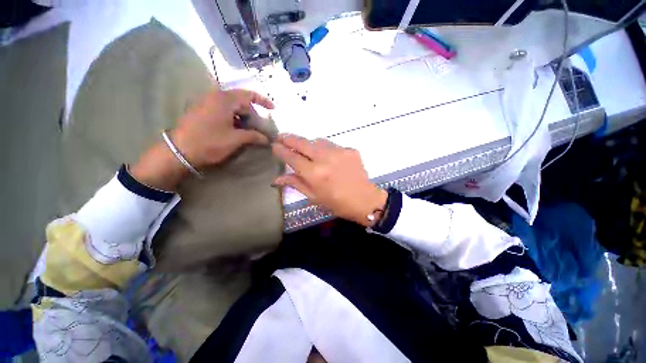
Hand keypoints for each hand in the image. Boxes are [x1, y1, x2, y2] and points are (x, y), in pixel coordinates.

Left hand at [130, 88, 273, 190]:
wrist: (179, 150)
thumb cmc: (210, 142)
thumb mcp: (236, 139)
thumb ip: (254, 136)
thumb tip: (267, 139)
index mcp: (225, 99)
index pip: (249, 95)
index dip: (263, 101)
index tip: (273, 109)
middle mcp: (215, 96)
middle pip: (241, 101)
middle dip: (253, 113)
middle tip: (260, 127)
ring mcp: (207, 103)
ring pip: (232, 106)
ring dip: (243, 117)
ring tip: (249, 130)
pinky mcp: (202, 110)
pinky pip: (223, 110)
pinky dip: (233, 118)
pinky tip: (236, 130)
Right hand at [272, 134, 386, 226]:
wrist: (364, 200)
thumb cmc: (337, 203)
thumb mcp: (314, 197)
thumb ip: (296, 184)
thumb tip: (277, 178)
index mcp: (314, 174)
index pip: (291, 157)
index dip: (281, 150)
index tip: (274, 145)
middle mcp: (324, 159)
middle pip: (302, 143)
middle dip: (289, 138)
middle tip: (281, 137)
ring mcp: (339, 152)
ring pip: (317, 141)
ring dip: (308, 144)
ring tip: (306, 150)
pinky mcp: (349, 150)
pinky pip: (332, 145)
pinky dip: (325, 149)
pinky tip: (328, 157)